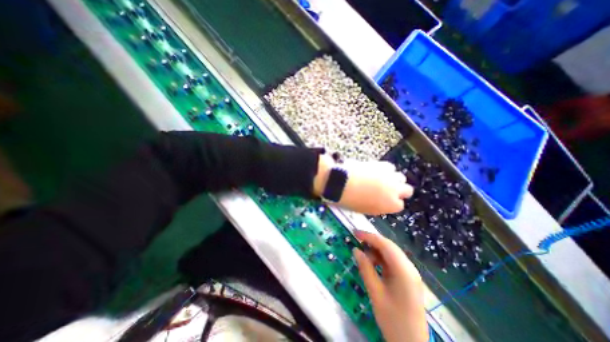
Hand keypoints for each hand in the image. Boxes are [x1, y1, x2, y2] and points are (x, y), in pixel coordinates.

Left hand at [315, 154, 413, 214]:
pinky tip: (376, 170)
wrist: (342, 182)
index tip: (385, 200)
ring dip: (394, 179)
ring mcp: (390, 176)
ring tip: (382, 179)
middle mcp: (395, 191)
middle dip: (399, 190)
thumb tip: (377, 201)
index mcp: (390, 205)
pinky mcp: (383, 165)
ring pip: (401, 177)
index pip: (399, 205)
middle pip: (407, 190)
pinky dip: (385, 169)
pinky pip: (390, 167)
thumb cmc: (350, 200)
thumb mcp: (364, 209)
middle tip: (388, 189)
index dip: (391, 202)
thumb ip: (376, 205)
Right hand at [353, 230, 428, 341]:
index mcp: (404, 271)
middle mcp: (410, 268)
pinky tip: (372, 263)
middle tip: (356, 240)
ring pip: (391, 252)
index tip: (355, 233)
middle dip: (372, 241)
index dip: (369, 236)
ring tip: (363, 255)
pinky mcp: (407, 277)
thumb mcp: (375, 293)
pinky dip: (381, 258)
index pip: (386, 245)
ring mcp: (410, 272)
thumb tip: (355, 250)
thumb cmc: (393, 321)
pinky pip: (392, 261)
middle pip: (389, 246)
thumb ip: (365, 269)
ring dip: (376, 250)